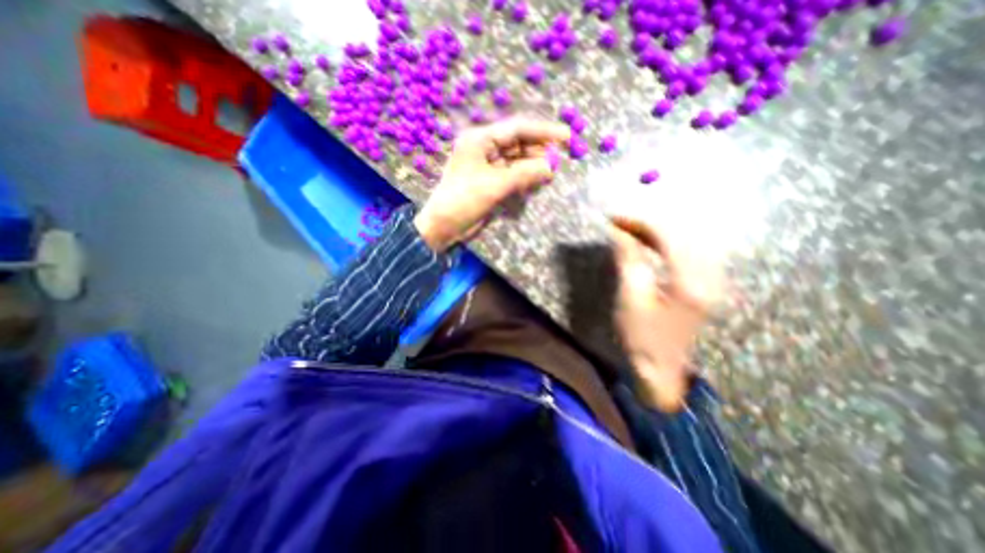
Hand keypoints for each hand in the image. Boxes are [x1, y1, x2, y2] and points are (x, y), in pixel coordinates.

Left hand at [412, 119, 568, 251]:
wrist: (444, 227)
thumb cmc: (463, 201)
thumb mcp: (494, 185)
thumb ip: (524, 174)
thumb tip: (550, 167)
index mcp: (480, 140)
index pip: (517, 129)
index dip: (543, 132)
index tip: (566, 137)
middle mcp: (484, 148)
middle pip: (518, 143)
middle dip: (539, 150)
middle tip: (560, 159)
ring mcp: (487, 166)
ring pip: (516, 160)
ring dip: (533, 165)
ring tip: (551, 172)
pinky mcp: (490, 181)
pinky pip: (512, 174)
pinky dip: (524, 177)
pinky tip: (537, 181)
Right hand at [609, 213, 720, 411]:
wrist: (661, 370)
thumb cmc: (643, 337)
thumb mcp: (631, 297)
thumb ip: (629, 259)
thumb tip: (620, 231)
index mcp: (691, 281)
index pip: (669, 235)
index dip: (641, 222)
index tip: (615, 218)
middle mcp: (709, 275)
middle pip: (682, 233)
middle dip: (649, 223)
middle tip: (621, 223)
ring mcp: (710, 280)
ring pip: (686, 240)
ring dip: (657, 232)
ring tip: (631, 232)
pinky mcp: (703, 284)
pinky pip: (686, 252)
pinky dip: (664, 244)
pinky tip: (648, 244)